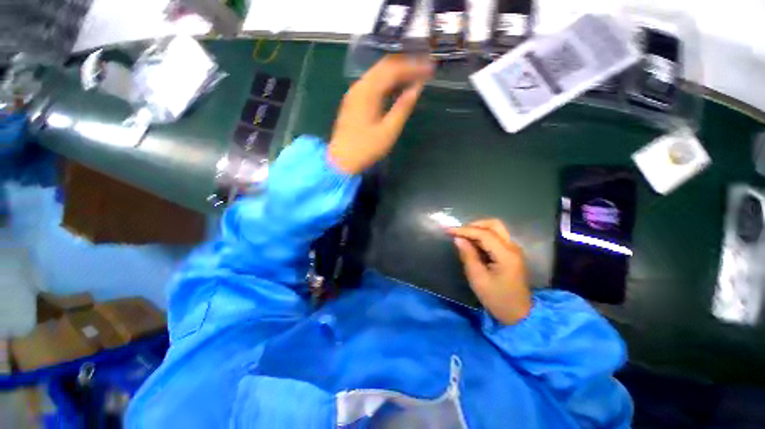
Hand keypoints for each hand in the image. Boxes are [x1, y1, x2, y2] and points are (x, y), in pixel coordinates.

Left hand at [328, 55, 432, 173]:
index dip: (413, 67)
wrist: (341, 160)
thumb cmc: (366, 148)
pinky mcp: (353, 101)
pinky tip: (396, 89)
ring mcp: (354, 93)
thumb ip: (403, 107)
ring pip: (377, 74)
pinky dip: (386, 83)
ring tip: (414, 77)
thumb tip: (417, 88)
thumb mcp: (388, 131)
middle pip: (384, 66)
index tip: (430, 68)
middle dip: (405, 65)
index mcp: (368, 91)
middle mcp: (359, 86)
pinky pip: (372, 84)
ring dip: (396, 73)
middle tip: (424, 69)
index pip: (393, 69)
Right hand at [449, 219, 531, 324]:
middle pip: (494, 225)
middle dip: (474, 225)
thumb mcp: (478, 278)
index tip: (448, 231)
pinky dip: (483, 237)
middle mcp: (513, 247)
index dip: (464, 230)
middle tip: (458, 232)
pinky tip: (473, 244)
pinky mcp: (512, 254)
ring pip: (496, 229)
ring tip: (463, 237)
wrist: (518, 315)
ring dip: (478, 230)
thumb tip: (458, 239)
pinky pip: (497, 238)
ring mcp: (514, 250)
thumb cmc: (497, 299)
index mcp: (506, 255)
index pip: (484, 234)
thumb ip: (468, 255)